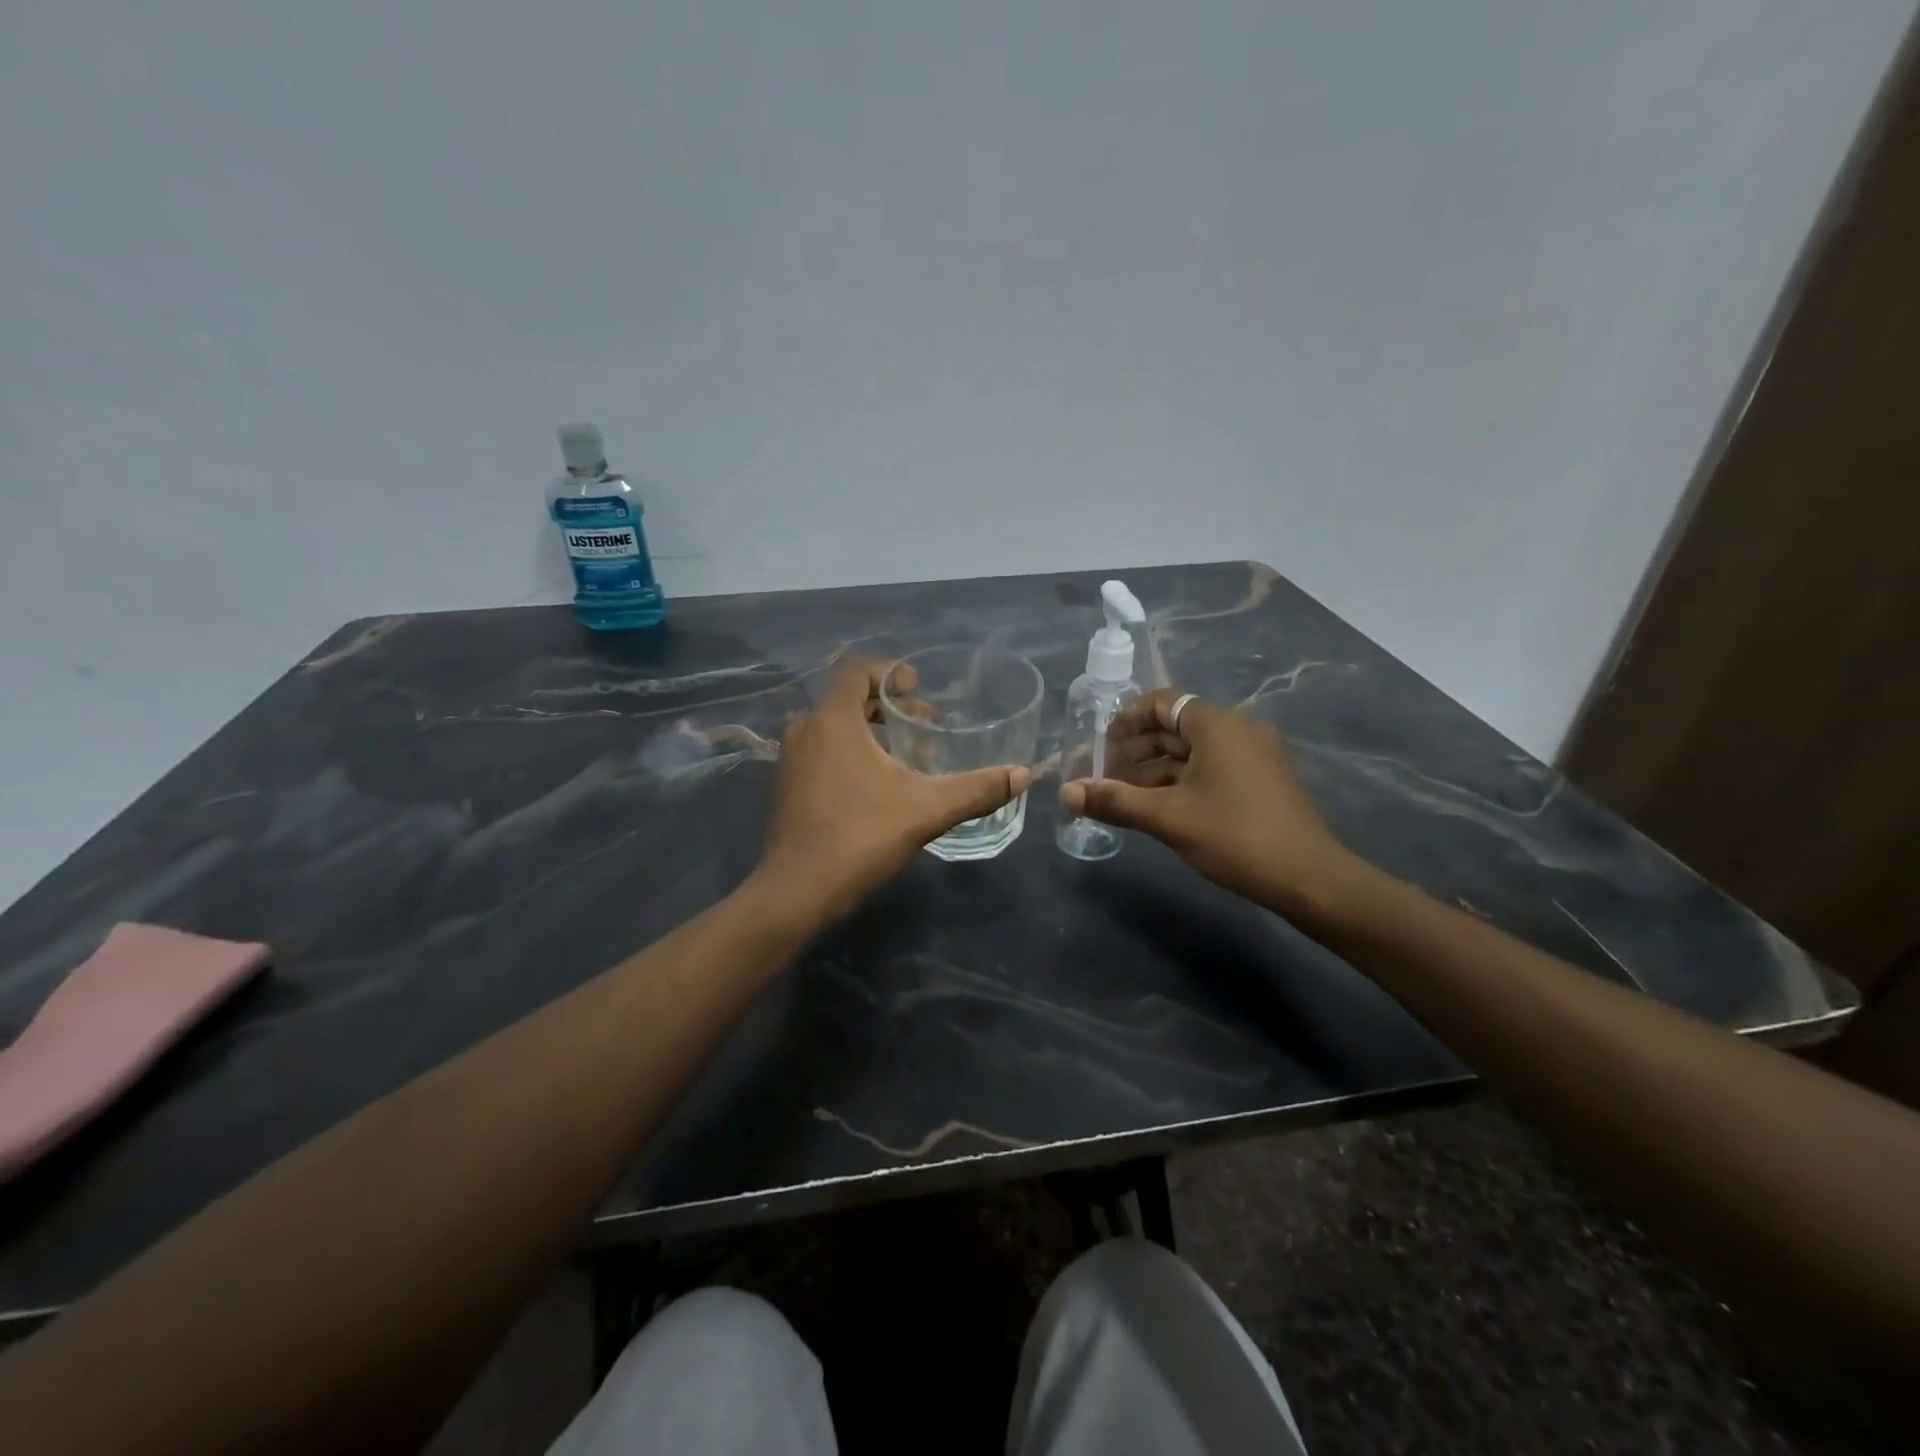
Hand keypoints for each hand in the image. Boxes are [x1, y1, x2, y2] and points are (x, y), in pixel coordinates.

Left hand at [751, 659, 1030, 924]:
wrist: (797, 893)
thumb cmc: (859, 839)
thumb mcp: (926, 811)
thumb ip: (976, 790)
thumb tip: (1022, 775)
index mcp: (832, 721)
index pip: (857, 670)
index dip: (891, 672)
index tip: (920, 690)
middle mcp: (805, 729)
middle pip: (849, 698)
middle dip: (890, 707)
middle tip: (926, 727)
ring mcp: (790, 758)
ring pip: (834, 725)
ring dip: (871, 730)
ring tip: (908, 755)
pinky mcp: (786, 784)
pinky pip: (821, 748)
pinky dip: (850, 750)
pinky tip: (878, 783)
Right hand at [1059, 689, 1356, 915]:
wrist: (1309, 878)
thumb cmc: (1235, 836)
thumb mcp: (1168, 817)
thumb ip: (1115, 801)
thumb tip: (1066, 793)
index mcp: (1218, 725)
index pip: (1162, 702)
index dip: (1126, 719)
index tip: (1100, 745)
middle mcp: (1238, 730)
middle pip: (1174, 727)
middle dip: (1135, 750)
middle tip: (1102, 776)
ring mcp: (1253, 756)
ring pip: (1191, 753)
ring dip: (1154, 770)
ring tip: (1121, 797)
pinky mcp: (1260, 781)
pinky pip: (1210, 769)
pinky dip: (1179, 782)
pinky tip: (1156, 808)